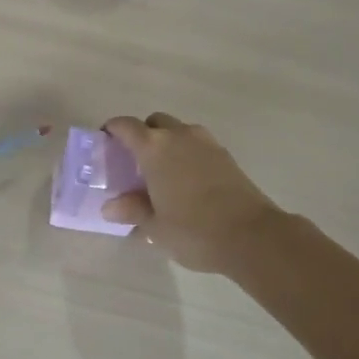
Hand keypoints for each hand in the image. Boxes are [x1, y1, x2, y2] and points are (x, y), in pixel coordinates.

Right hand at [101, 114, 292, 274]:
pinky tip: (188, 181)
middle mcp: (179, 135)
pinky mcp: (226, 155)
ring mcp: (206, 143)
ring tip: (164, 172)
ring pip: (179, 131)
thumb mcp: (155, 226)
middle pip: (154, 122)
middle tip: (136, 161)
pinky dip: (188, 154)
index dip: (112, 130)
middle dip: (143, 134)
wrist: (253, 236)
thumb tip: (111, 206)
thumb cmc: (194, 230)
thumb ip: (132, 210)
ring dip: (168, 143)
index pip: (125, 126)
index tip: (105, 141)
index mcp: (154, 147)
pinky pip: (198, 145)